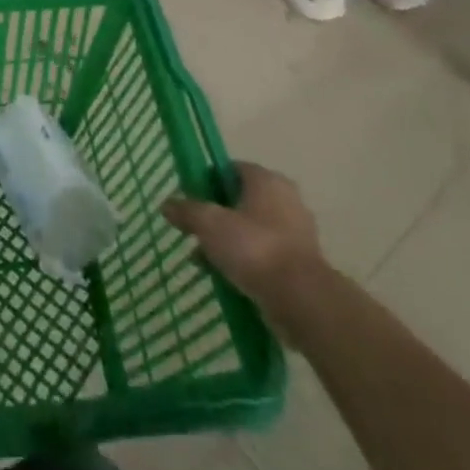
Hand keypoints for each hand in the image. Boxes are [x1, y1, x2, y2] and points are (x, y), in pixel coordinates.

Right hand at [163, 163, 330, 340]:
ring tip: (203, 259)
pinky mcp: (300, 264)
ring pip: (252, 230)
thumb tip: (166, 204)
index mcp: (267, 180)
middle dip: (216, 215)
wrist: (302, 300)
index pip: (231, 169)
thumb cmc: (254, 248)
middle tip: (194, 229)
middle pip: (240, 200)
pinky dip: (245, 262)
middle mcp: (286, 200)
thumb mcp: (209, 224)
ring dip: (229, 241)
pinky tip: (224, 277)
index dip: (207, 181)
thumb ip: (186, 211)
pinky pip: (264, 255)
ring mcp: (296, 233)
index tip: (189, 197)